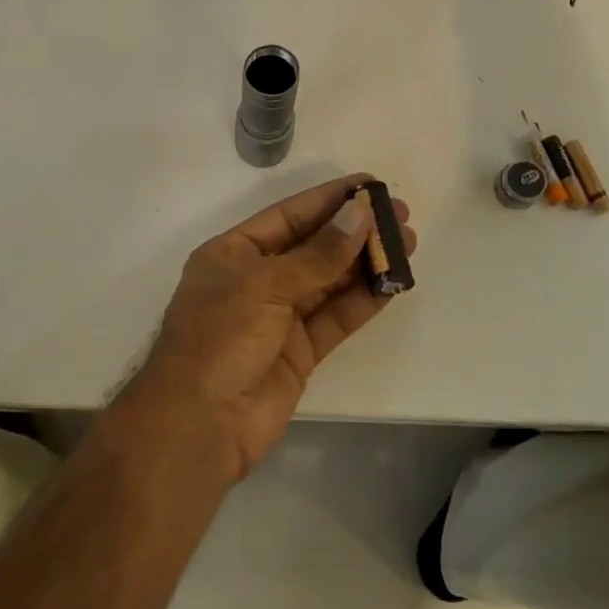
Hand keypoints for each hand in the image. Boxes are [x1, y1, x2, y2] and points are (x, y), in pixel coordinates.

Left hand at [119, 174, 416, 479]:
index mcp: (232, 254)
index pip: (288, 216)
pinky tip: (393, 283)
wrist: (200, 424)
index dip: (328, 199)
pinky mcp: (299, 351)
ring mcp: (278, 317)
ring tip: (408, 243)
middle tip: (400, 214)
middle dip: (354, 230)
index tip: (369, 184)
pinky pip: (335, 317)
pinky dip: (363, 300)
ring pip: (329, 281)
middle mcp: (256, 280)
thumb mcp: (265, 285)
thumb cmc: (220, 338)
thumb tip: (360, 213)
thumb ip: (318, 253)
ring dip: (365, 263)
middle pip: (312, 246)